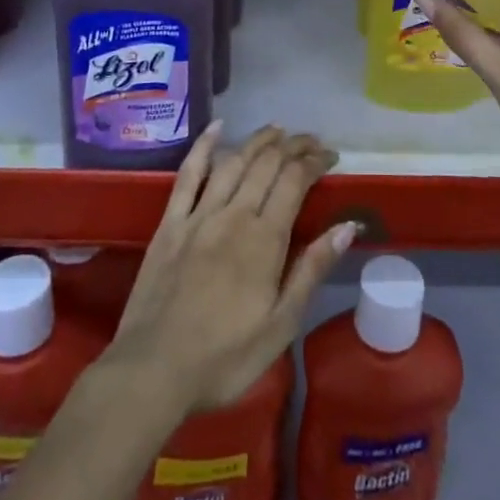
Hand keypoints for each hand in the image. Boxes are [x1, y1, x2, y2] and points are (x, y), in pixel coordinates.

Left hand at [107, 125, 354, 415]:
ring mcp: (198, 216)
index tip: (330, 157)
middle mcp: (234, 215)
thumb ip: (312, 269)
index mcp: (265, 239)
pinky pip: (188, 175)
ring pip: (233, 162)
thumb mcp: (281, 325)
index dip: (315, 162)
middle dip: (293, 146)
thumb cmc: (224, 358)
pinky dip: (203, 147)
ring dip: (258, 140)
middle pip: (267, 165)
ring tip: (277, 129)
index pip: (295, 181)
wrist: (152, 372)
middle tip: (310, 141)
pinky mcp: (170, 224)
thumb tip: (347, 226)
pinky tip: (216, 128)